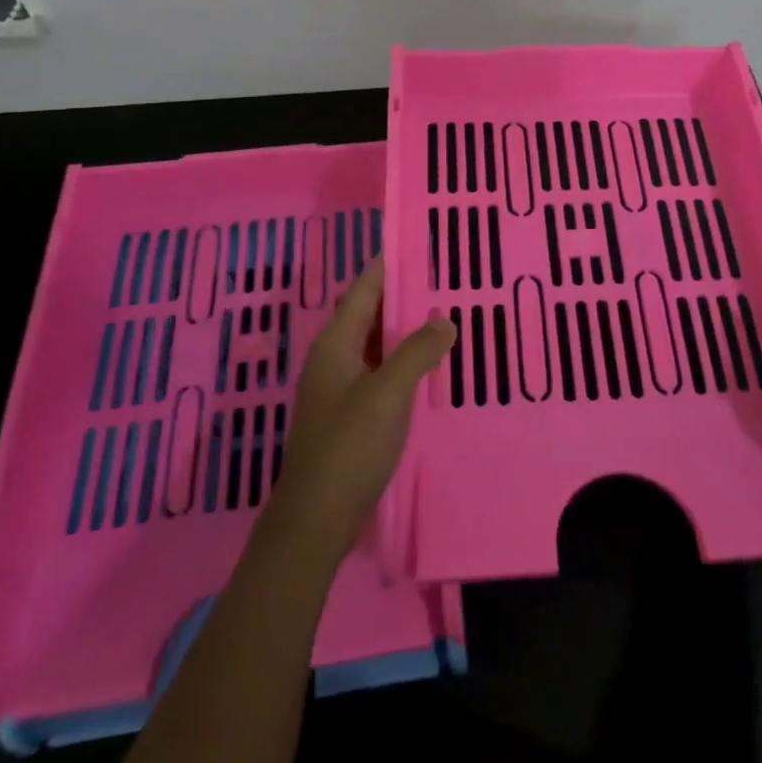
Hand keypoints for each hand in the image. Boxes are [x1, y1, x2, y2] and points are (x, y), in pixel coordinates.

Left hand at [266, 257, 455, 560]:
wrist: (316, 518)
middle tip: (443, 279)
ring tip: (444, 315)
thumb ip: (417, 352)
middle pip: (370, 315)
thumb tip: (444, 320)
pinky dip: (403, 361)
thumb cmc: (349, 446)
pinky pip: (380, 373)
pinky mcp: (350, 415)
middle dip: (402, 296)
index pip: (363, 290)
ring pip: (376, 345)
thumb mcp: (388, 393)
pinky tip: (429, 366)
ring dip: (405, 331)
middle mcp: (334, 359)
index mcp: (335, 344)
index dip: (386, 265)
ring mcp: (340, 388)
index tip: (415, 244)